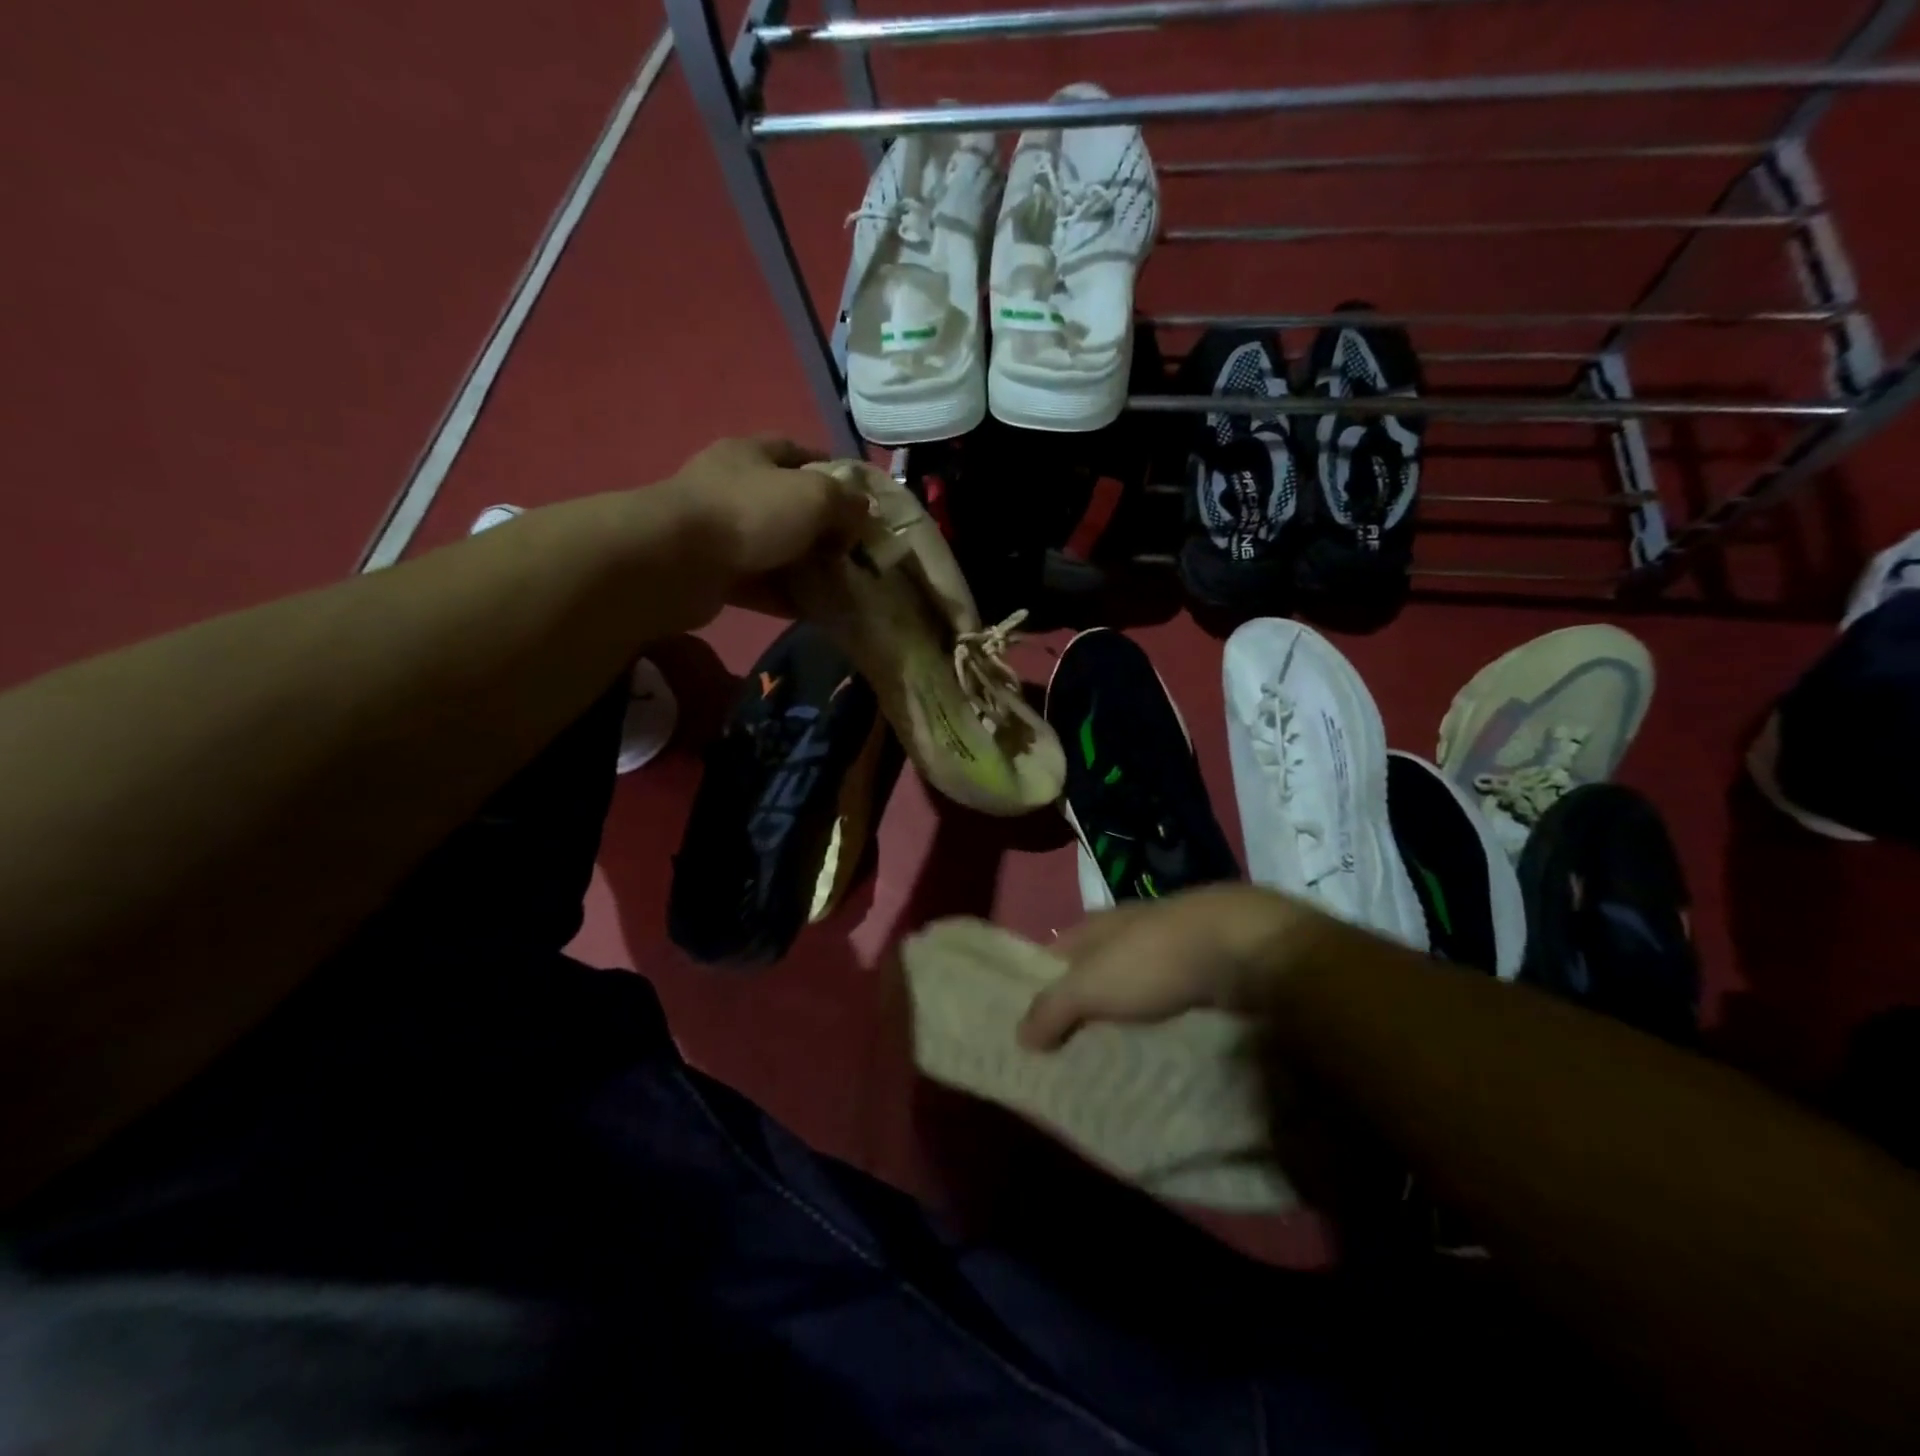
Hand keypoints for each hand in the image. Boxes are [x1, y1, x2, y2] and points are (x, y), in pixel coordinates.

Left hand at [658, 436, 873, 614]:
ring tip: (844, 586)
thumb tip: (861, 514)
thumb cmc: (748, 513)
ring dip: (808, 567)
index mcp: (751, 455)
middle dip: (824, 527)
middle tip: (857, 551)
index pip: (796, 451)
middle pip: (788, 505)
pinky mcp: (715, 575)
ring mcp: (721, 534)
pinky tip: (818, 611)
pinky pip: (762, 585)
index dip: (831, 470)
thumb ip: (845, 503)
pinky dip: (789, 597)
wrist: (674, 562)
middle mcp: (733, 488)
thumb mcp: (813, 496)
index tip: (861, 498)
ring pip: (776, 549)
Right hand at [1017, 884, 1312, 1050]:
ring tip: (1114, 1054)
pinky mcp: (1210, 966)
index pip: (1055, 951)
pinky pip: (1173, 996)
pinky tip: (1162, 1042)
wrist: (1243, 947)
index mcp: (1097, 925)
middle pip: (1097, 967)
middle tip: (1069, 1049)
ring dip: (1126, 1012)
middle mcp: (1132, 929)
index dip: (1040, 981)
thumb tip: (1018, 1035)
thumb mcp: (1091, 986)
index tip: (1028, 1022)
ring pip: (1137, 982)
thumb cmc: (1154, 960)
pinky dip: (1162, 1018)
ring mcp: (1173, 945)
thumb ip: (1053, 1008)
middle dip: (1084, 1001)